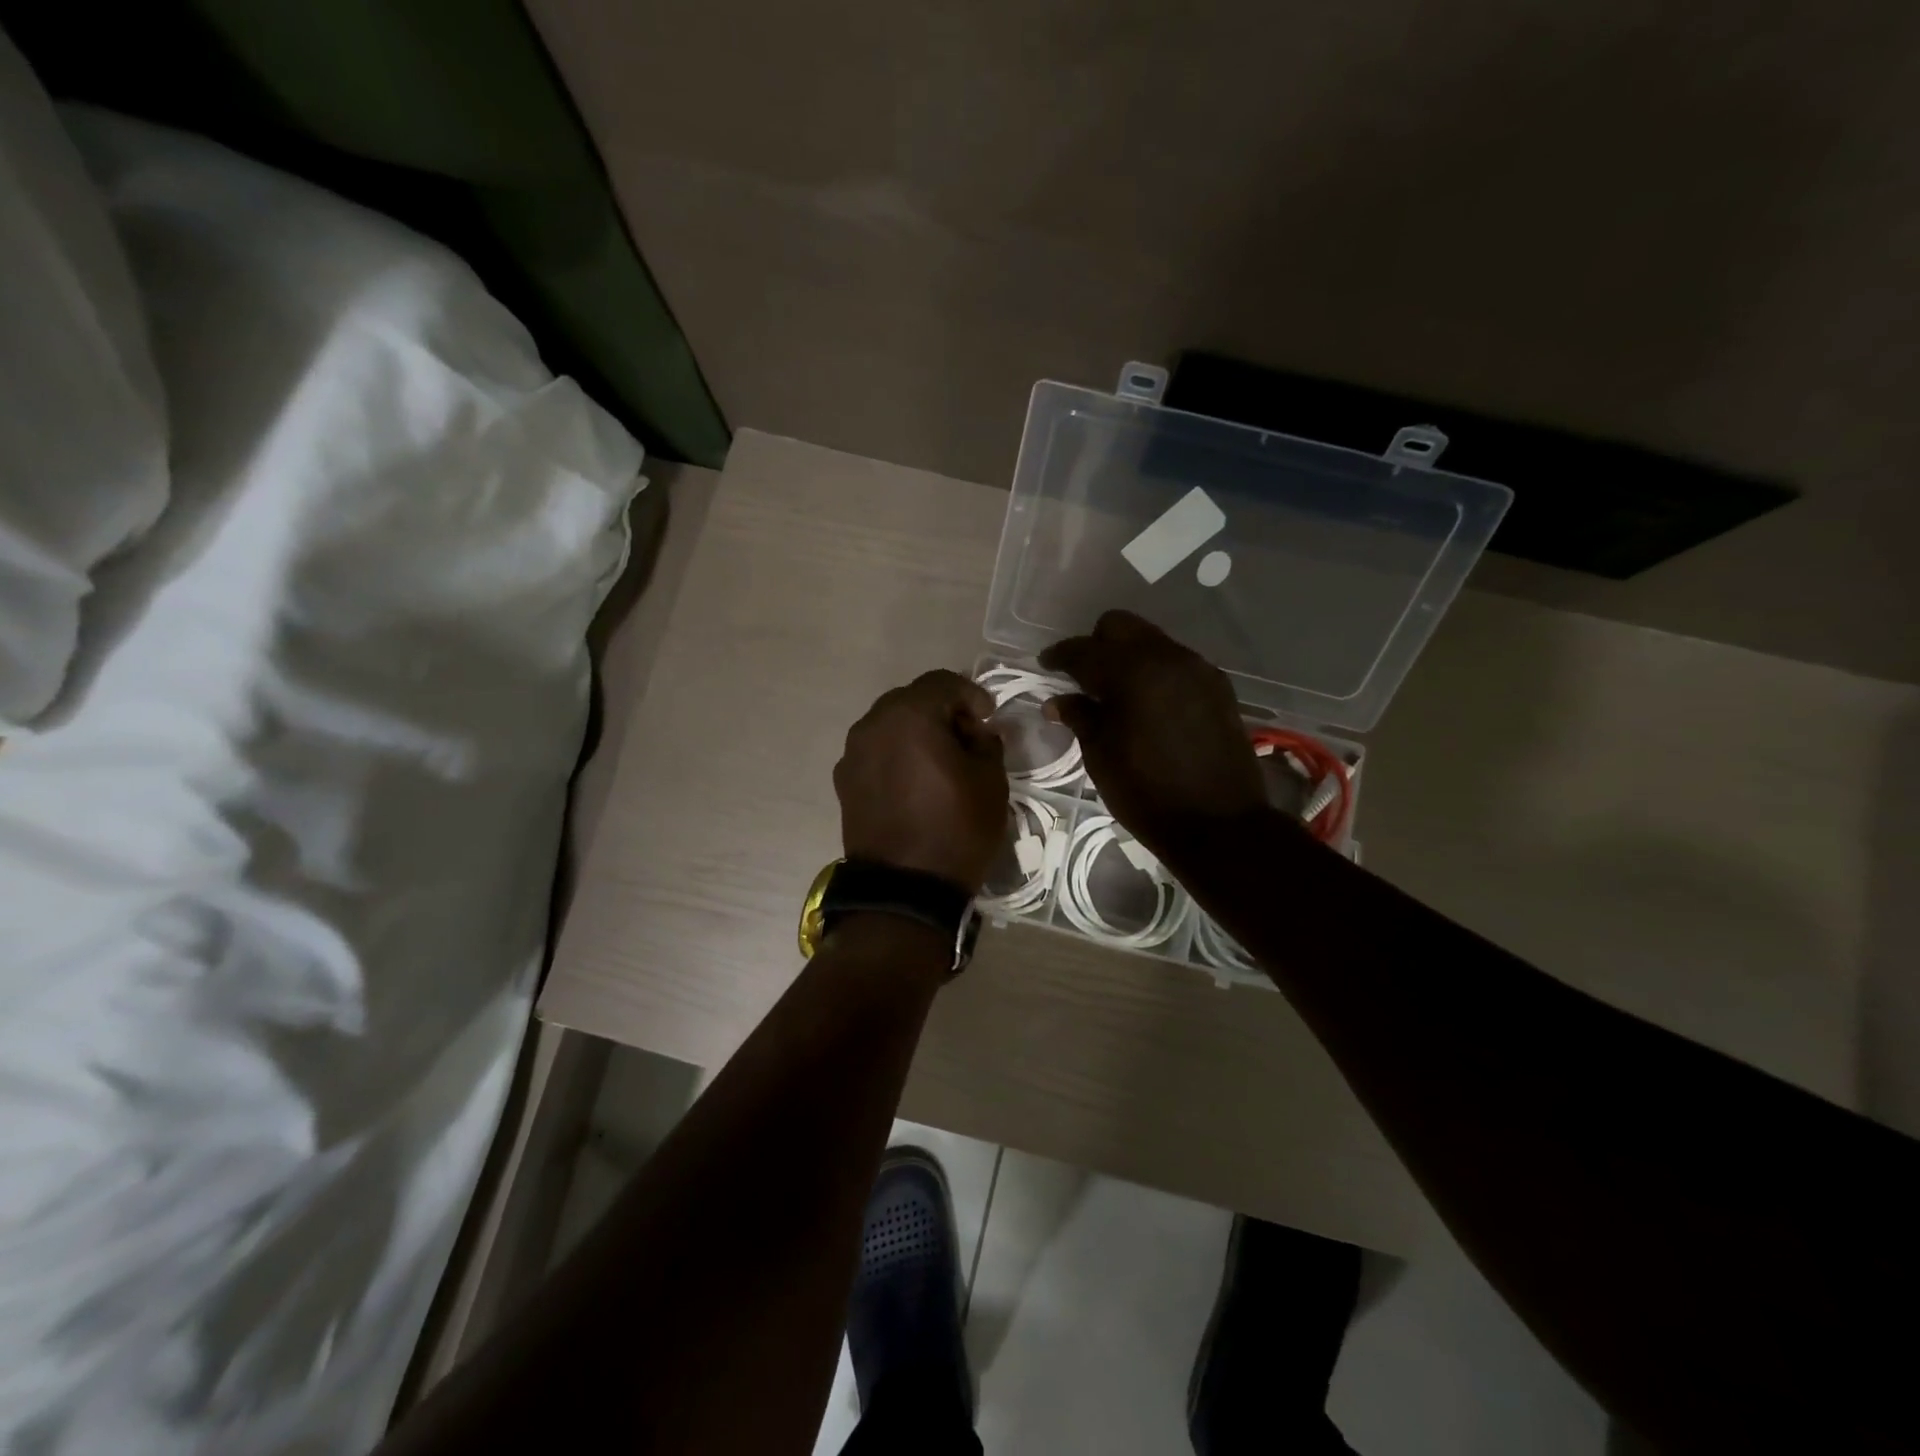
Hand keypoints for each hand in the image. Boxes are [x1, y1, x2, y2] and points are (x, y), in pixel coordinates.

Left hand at [834, 670, 1009, 893]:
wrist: (905, 890)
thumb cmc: (956, 830)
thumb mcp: (991, 782)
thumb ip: (986, 743)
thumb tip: (976, 733)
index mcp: (909, 716)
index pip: (942, 683)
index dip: (971, 694)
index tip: (988, 718)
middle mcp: (872, 725)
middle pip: (911, 699)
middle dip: (942, 711)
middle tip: (966, 737)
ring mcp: (852, 753)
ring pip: (890, 725)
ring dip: (916, 732)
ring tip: (939, 761)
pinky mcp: (844, 781)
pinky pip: (875, 752)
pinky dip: (896, 754)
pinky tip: (914, 782)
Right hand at [1040, 611, 1272, 857]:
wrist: (1219, 824)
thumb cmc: (1147, 793)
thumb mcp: (1101, 756)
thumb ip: (1079, 717)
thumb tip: (1057, 700)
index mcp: (1132, 673)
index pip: (1084, 650)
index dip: (1060, 656)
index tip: (1046, 665)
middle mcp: (1167, 658)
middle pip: (1121, 627)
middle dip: (1096, 644)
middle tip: (1083, 677)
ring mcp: (1198, 669)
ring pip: (1152, 642)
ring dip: (1128, 657)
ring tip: (1116, 693)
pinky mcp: (1218, 687)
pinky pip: (1176, 663)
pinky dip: (1155, 672)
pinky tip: (1148, 704)